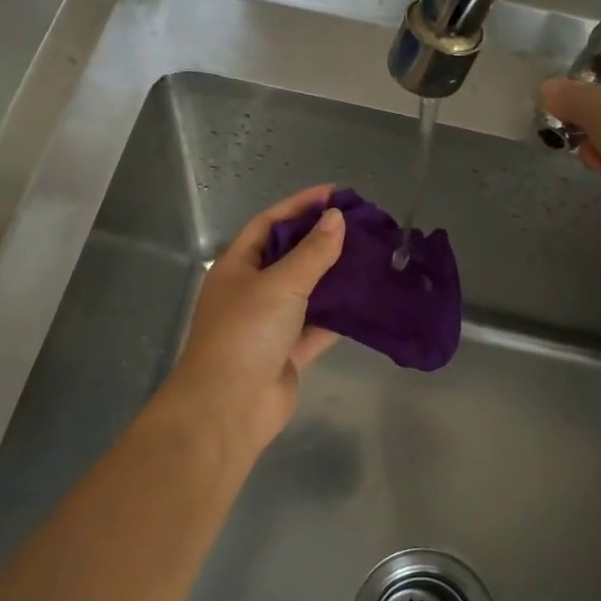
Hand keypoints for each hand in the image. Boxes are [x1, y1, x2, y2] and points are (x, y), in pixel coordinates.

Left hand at [159, 185, 346, 465]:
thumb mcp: (280, 284)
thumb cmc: (246, 332)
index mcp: (237, 265)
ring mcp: (269, 323)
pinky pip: (317, 327)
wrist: (229, 406)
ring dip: (333, 277)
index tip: (336, 194)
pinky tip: (367, 301)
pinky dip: (338, 315)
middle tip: (362, 226)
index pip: (269, 223)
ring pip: (306, 292)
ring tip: (371, 258)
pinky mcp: (287, 352)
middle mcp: (251, 290)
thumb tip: (336, 218)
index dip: (300, 205)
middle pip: (289, 256)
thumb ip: (312, 252)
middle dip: (321, 240)